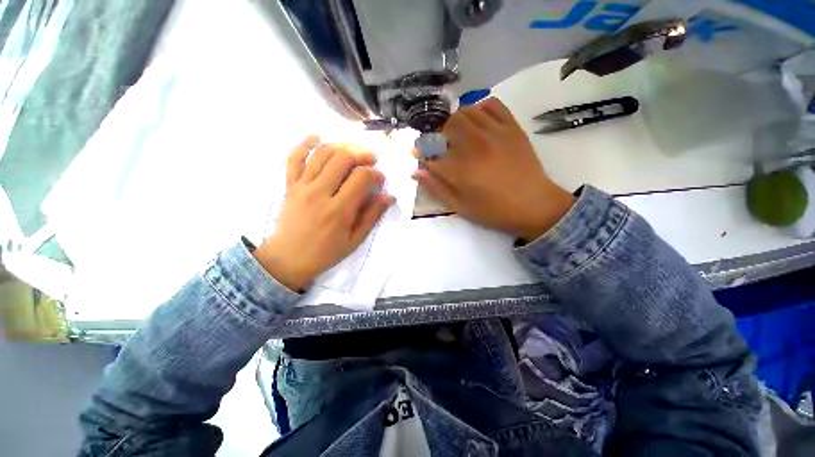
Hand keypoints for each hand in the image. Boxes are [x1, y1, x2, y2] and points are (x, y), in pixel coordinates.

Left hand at [254, 137, 394, 290]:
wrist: (288, 259)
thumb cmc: (325, 253)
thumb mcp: (354, 240)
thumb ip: (372, 216)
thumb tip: (389, 196)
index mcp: (339, 210)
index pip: (361, 179)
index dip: (375, 174)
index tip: (380, 179)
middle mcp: (320, 193)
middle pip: (343, 159)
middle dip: (362, 154)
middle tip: (372, 158)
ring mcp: (302, 186)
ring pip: (322, 154)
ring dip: (341, 146)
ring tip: (354, 149)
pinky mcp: (290, 185)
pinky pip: (294, 158)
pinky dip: (305, 144)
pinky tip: (316, 137)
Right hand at [413, 98, 575, 241]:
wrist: (534, 205)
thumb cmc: (494, 211)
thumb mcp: (460, 206)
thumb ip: (436, 188)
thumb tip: (416, 172)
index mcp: (460, 169)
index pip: (431, 153)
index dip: (421, 152)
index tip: (418, 154)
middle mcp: (474, 145)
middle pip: (447, 126)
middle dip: (438, 135)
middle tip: (442, 147)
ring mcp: (495, 133)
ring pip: (466, 111)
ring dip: (456, 122)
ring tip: (458, 135)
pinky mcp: (512, 127)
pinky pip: (493, 104)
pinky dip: (480, 108)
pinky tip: (478, 122)